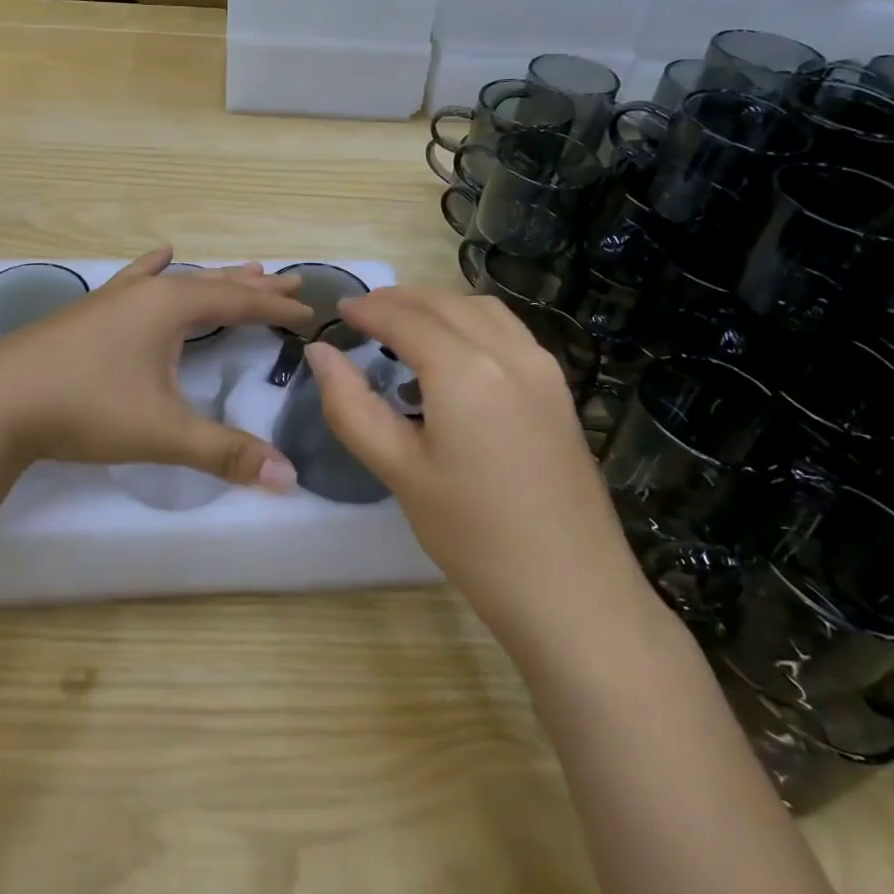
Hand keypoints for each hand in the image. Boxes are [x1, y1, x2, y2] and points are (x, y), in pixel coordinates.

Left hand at [0, 247, 311, 489]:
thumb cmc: (85, 409)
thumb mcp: (162, 433)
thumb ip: (226, 453)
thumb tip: (289, 477)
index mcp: (172, 308)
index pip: (240, 303)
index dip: (277, 309)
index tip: (309, 314)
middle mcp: (148, 292)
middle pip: (215, 283)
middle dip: (256, 286)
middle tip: (292, 280)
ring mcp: (116, 298)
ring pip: (180, 280)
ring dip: (217, 277)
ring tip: (247, 268)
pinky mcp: (90, 311)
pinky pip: (136, 279)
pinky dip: (154, 267)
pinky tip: (161, 253)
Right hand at [304, 287, 645, 655]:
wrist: (573, 593)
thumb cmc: (475, 537)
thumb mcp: (400, 472)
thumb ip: (353, 406)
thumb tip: (319, 352)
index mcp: (466, 371)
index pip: (406, 319)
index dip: (369, 309)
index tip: (339, 309)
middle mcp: (509, 353)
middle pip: (445, 304)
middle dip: (400, 300)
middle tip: (362, 313)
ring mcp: (542, 369)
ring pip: (481, 310)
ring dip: (438, 305)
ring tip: (403, 324)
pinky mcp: (558, 390)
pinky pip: (507, 332)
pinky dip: (470, 322)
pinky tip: (454, 354)